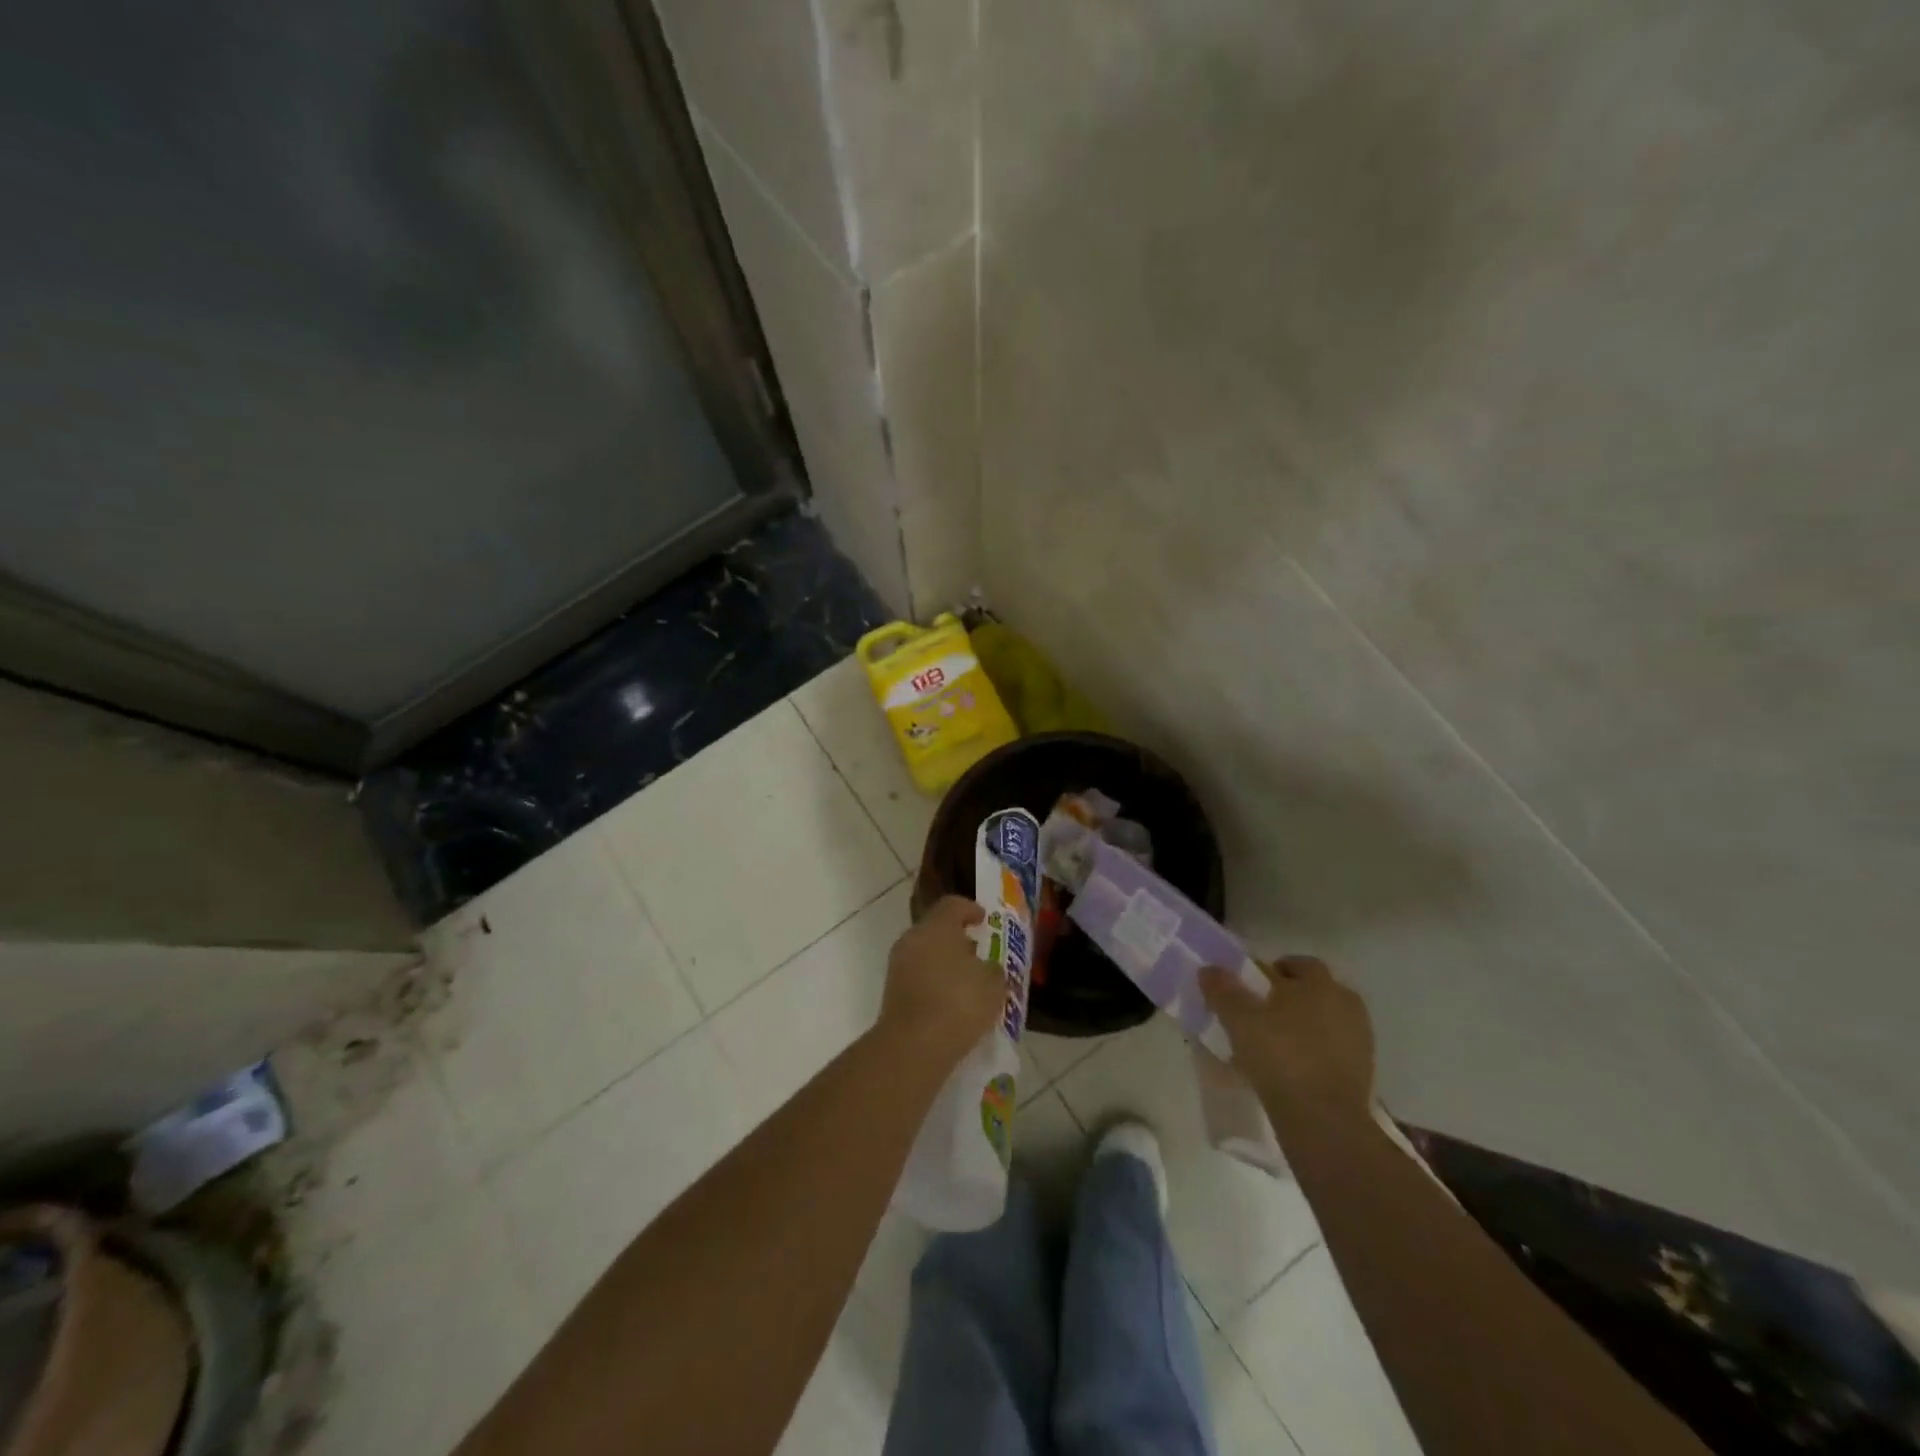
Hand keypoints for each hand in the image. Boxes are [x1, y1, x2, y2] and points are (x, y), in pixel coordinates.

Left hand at [878, 896, 1001, 1065]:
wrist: (913, 1046)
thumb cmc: (958, 1003)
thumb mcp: (992, 983)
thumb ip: (992, 969)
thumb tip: (986, 967)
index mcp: (936, 927)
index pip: (952, 905)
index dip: (970, 909)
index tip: (984, 920)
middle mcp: (913, 939)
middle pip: (936, 929)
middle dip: (958, 939)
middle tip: (978, 952)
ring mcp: (898, 966)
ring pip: (925, 954)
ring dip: (945, 962)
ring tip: (968, 982)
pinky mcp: (892, 992)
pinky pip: (918, 977)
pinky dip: (934, 983)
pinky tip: (952, 1002)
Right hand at [1200, 956, 1374, 1126]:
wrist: (1324, 1121)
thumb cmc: (1281, 1057)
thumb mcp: (1239, 1020)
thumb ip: (1223, 990)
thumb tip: (1209, 969)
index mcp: (1320, 983)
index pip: (1297, 964)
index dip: (1272, 971)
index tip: (1251, 987)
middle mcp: (1346, 1004)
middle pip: (1314, 991)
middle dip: (1289, 998)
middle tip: (1259, 1014)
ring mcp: (1359, 1039)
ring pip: (1324, 1021)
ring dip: (1302, 1026)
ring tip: (1272, 1044)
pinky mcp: (1364, 1072)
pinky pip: (1332, 1049)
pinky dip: (1314, 1052)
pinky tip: (1290, 1069)